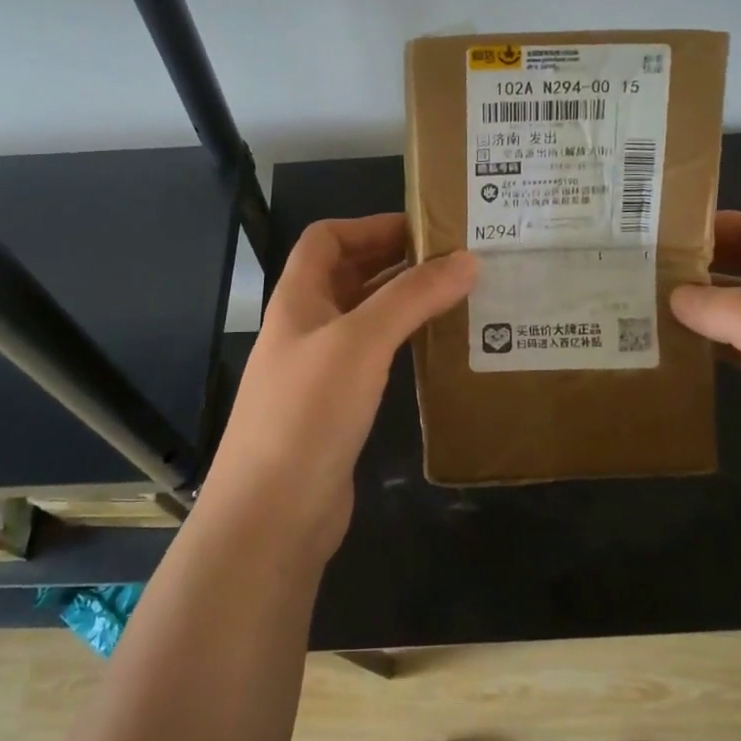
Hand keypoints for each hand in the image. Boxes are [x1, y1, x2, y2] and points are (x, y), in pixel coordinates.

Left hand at [199, 215, 475, 560]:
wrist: (272, 515)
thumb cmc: (308, 412)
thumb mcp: (361, 341)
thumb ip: (412, 297)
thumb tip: (468, 259)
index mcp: (299, 299)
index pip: (326, 238)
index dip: (370, 225)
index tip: (425, 230)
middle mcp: (307, 327)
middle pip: (350, 275)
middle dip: (397, 261)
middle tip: (457, 261)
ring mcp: (321, 370)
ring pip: (366, 318)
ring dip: (406, 303)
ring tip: (460, 298)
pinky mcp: (339, 408)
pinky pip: (375, 359)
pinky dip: (405, 345)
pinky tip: (440, 350)